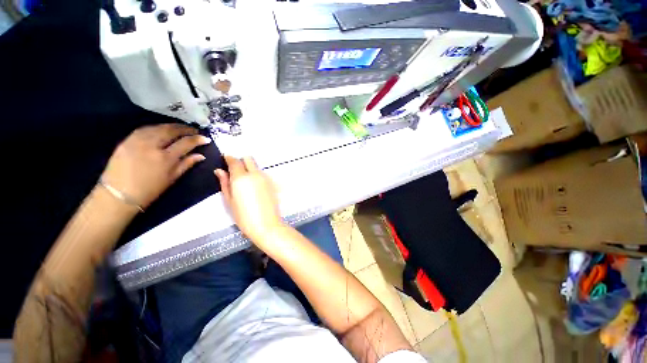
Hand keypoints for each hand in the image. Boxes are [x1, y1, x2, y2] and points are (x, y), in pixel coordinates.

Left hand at [101, 124, 210, 208]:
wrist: (117, 194)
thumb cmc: (149, 190)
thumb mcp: (172, 178)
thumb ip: (187, 164)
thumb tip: (200, 155)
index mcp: (165, 158)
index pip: (185, 143)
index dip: (197, 139)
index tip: (205, 138)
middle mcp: (152, 146)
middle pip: (171, 130)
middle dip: (185, 129)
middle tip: (194, 130)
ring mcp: (137, 141)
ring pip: (158, 127)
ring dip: (172, 126)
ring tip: (180, 129)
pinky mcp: (127, 140)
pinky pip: (145, 129)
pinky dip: (157, 127)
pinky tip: (162, 129)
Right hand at [215, 156, 284, 243]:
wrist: (267, 225)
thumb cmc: (244, 217)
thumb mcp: (229, 201)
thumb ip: (225, 183)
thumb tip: (219, 171)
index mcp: (241, 178)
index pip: (234, 161)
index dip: (228, 159)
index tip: (224, 160)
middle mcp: (255, 174)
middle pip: (248, 159)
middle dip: (241, 161)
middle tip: (235, 172)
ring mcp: (266, 178)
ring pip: (256, 166)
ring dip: (249, 169)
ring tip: (244, 183)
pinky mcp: (272, 183)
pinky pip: (262, 174)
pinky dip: (256, 175)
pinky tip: (254, 188)